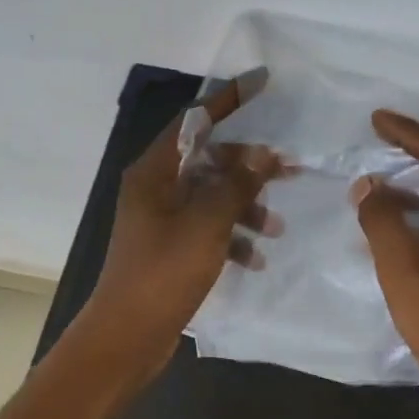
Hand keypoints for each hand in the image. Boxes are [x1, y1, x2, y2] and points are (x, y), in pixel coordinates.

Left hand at [73, 78, 283, 381]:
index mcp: (154, 172)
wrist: (128, 335)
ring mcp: (161, 220)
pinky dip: (231, 238)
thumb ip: (237, 185)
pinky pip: (206, 229)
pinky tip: (254, 260)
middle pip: (208, 160)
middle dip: (248, 167)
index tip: (263, 82)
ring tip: (277, 229)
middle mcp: (155, 188)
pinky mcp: (169, 249)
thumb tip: (263, 154)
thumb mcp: (206, 225)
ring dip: (245, 208)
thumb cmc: (164, 273)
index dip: (229, 100)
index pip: (195, 121)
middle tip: (291, 172)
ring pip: (211, 197)